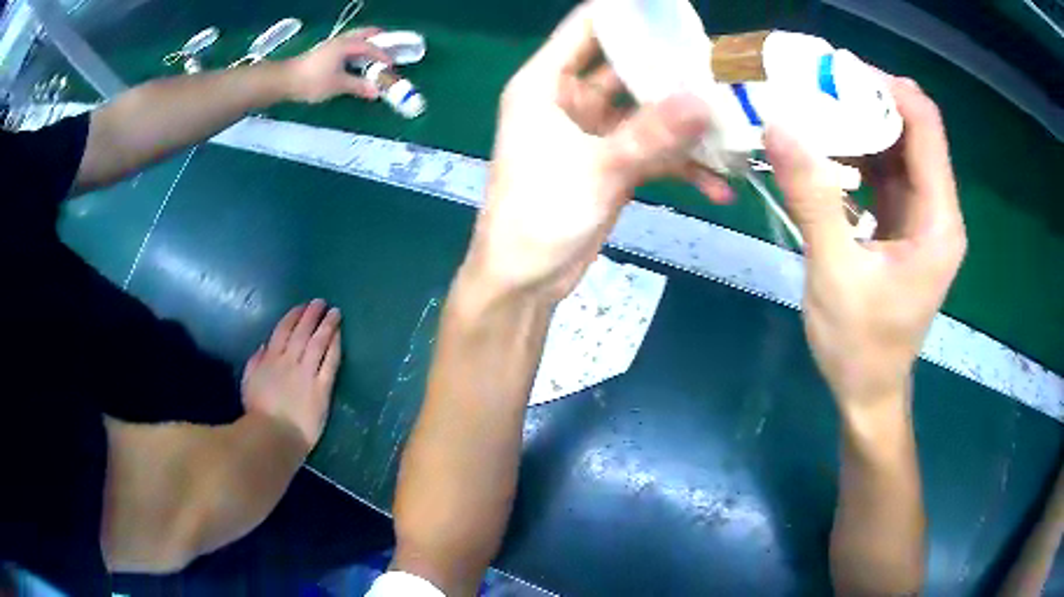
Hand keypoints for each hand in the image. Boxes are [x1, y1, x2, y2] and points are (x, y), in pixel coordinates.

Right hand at [241, 299, 342, 451]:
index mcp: (270, 359)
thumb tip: (265, 347)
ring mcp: (307, 373)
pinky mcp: (322, 388)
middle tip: (321, 302)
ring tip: (335, 313)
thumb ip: (256, 362)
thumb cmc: (258, 412)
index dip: (294, 316)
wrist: (274, 434)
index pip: (283, 330)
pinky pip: (330, 363)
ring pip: (318, 343)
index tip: (302, 306)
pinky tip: (339, 336)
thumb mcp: (249, 382)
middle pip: (302, 332)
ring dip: (327, 326)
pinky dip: (335, 347)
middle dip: (312, 315)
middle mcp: (289, 361)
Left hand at [283, 28, 391, 102]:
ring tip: (374, 52)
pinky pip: (346, 45)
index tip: (392, 65)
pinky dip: (356, 48)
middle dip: (377, 38)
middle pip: (363, 34)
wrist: (285, 81)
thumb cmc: (312, 80)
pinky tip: (356, 59)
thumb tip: (376, 92)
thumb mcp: (338, 85)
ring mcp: (331, 45)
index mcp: (346, 45)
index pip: (370, 46)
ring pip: (354, 38)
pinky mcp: (324, 52)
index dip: (383, 55)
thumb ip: (358, 86)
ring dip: (366, 42)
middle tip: (389, 44)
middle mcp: (340, 41)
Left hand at [462, 3, 731, 303]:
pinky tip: (718, 183)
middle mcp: (571, 99)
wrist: (526, 279)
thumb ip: (651, 133)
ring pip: (647, 111)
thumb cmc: (538, 216)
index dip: (629, 13)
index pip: (588, 28)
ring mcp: (595, 132)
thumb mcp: (596, 168)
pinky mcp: (613, 163)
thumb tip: (704, 100)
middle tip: (722, 67)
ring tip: (733, 124)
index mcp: (546, 83)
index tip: (678, 12)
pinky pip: (653, 151)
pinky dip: (682, 164)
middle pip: (627, 66)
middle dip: (672, 68)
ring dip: (685, 121)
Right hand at [766, 76, 966, 409]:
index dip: (889, 88)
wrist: (869, 392)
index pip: (927, 127)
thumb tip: (779, 128)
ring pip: (898, 147)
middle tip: (816, 85)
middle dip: (869, 100)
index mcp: (938, 221)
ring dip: (860, 124)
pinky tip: (824, 149)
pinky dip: (858, 153)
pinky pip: (886, 171)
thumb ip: (812, 199)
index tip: (839, 72)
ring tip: (813, 109)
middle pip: (913, 130)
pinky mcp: (905, 225)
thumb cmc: (860, 346)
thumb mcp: (834, 275)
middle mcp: (938, 211)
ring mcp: (922, 217)